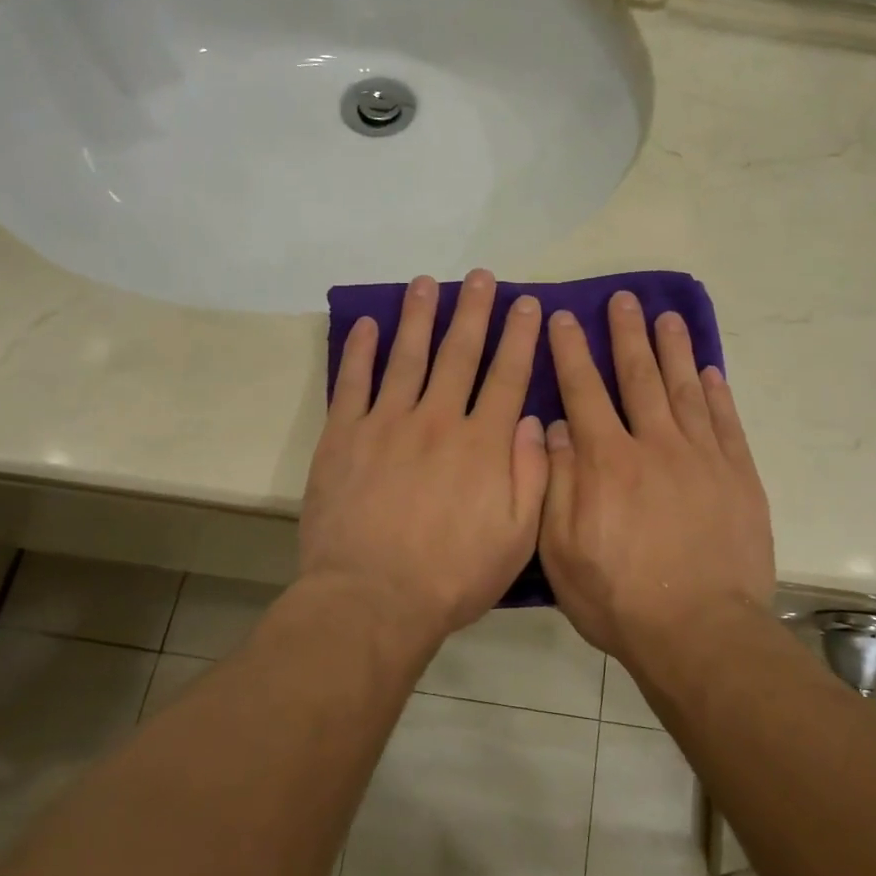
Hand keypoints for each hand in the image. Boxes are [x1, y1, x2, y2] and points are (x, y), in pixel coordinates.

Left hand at [300, 270, 548, 644]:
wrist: (372, 599)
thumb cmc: (452, 576)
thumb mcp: (517, 537)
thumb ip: (532, 476)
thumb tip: (531, 421)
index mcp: (483, 444)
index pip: (508, 375)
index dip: (520, 336)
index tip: (527, 303)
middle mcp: (438, 420)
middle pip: (460, 353)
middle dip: (474, 310)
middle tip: (481, 276)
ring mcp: (387, 423)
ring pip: (407, 356)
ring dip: (419, 316)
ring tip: (426, 282)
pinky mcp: (344, 436)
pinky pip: (353, 382)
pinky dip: (360, 350)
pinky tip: (368, 324)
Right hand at [538, 292, 774, 657]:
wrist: (699, 631)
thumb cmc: (619, 597)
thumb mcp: (561, 549)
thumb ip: (556, 482)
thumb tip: (554, 427)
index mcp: (606, 461)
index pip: (583, 391)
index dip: (571, 351)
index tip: (565, 317)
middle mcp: (654, 445)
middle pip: (639, 376)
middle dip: (627, 334)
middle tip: (623, 299)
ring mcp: (702, 458)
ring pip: (685, 389)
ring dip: (674, 350)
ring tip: (668, 317)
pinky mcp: (738, 477)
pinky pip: (727, 423)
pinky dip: (718, 393)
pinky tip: (711, 371)